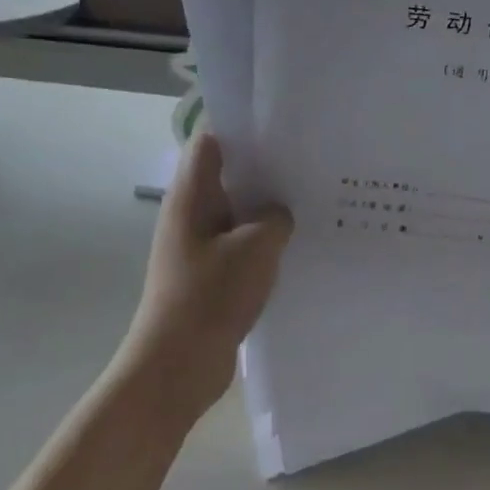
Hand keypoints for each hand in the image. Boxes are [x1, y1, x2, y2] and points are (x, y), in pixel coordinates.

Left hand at [119, 132, 293, 415]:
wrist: (177, 364)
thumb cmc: (210, 296)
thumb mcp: (256, 249)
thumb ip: (274, 218)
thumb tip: (279, 213)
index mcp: (191, 196)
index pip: (210, 141)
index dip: (242, 126)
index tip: (283, 124)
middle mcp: (190, 214)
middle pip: (227, 175)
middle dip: (265, 168)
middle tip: (310, 162)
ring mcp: (198, 246)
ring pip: (236, 213)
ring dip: (267, 209)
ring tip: (311, 200)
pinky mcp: (209, 274)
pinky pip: (239, 245)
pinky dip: (264, 241)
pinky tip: (296, 245)